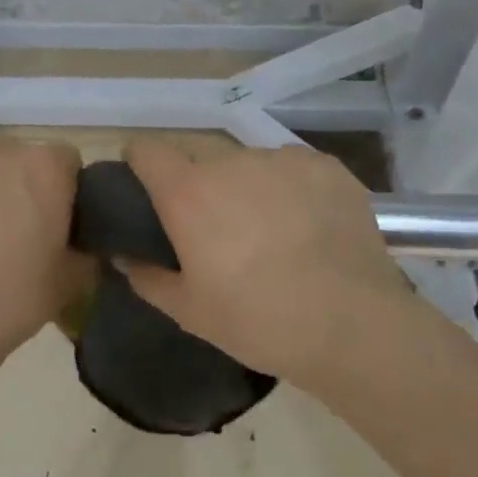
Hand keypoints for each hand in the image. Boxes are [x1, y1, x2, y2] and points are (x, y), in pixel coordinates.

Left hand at [0, 138, 88, 361]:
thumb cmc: (11, 301)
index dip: (59, 189)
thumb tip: (80, 242)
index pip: (63, 161)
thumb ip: (85, 248)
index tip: (49, 220)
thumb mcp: (71, 281)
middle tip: (4, 228)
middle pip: (13, 158)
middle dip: (13, 185)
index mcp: (45, 167)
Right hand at [120, 140, 422, 387]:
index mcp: (188, 192)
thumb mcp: (189, 311)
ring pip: (247, 161)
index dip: (140, 164)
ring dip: (244, 184)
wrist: (354, 327)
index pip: (146, 149)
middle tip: (211, 223)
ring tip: (267, 226)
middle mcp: (230, 162)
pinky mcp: (326, 167)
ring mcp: (282, 160)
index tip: (146, 188)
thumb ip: (147, 277)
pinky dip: (288, 187)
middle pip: (197, 154)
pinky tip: (307, 224)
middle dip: (195, 180)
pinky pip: (291, 167)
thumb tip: (123, 256)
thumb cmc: (258, 321)